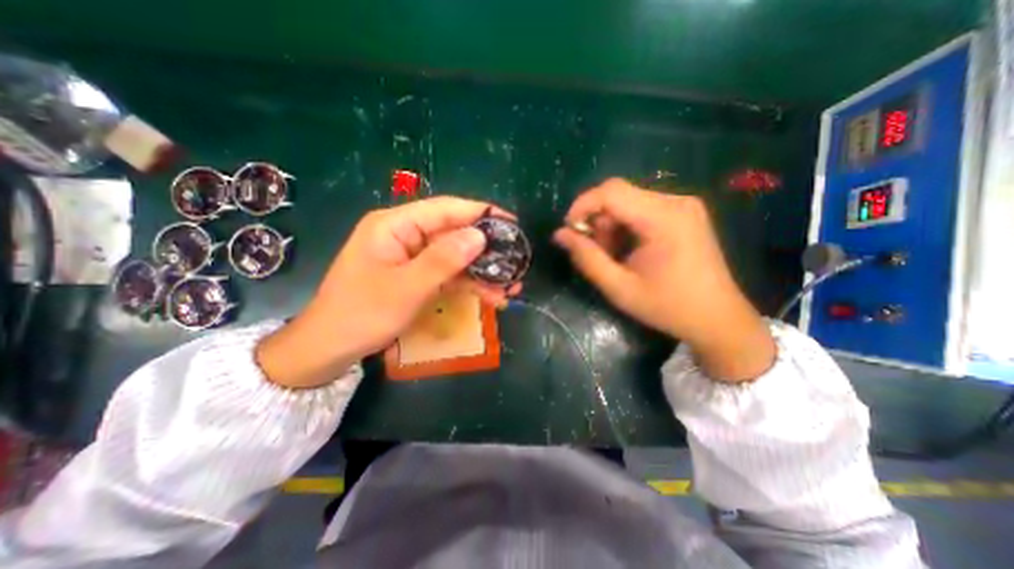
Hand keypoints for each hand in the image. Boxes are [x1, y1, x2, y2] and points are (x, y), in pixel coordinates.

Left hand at [257, 198, 516, 389]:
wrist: (331, 349)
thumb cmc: (362, 314)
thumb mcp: (406, 287)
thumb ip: (443, 260)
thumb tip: (480, 236)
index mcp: (395, 225)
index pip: (446, 209)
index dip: (480, 214)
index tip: (512, 223)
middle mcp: (405, 235)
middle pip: (454, 234)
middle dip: (486, 250)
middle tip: (517, 260)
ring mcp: (412, 257)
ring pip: (455, 257)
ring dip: (482, 272)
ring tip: (511, 286)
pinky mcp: (417, 276)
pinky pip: (448, 275)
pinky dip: (468, 285)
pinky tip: (491, 296)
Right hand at [553, 178, 776, 381]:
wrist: (717, 319)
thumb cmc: (667, 307)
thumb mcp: (619, 287)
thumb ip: (586, 258)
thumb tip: (559, 235)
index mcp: (663, 218)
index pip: (611, 191)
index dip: (582, 206)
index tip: (569, 231)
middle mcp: (676, 202)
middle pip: (619, 196)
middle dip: (598, 221)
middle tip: (595, 253)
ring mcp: (684, 205)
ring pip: (629, 202)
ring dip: (611, 226)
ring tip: (614, 256)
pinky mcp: (685, 213)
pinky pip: (642, 209)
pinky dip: (626, 227)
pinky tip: (629, 250)